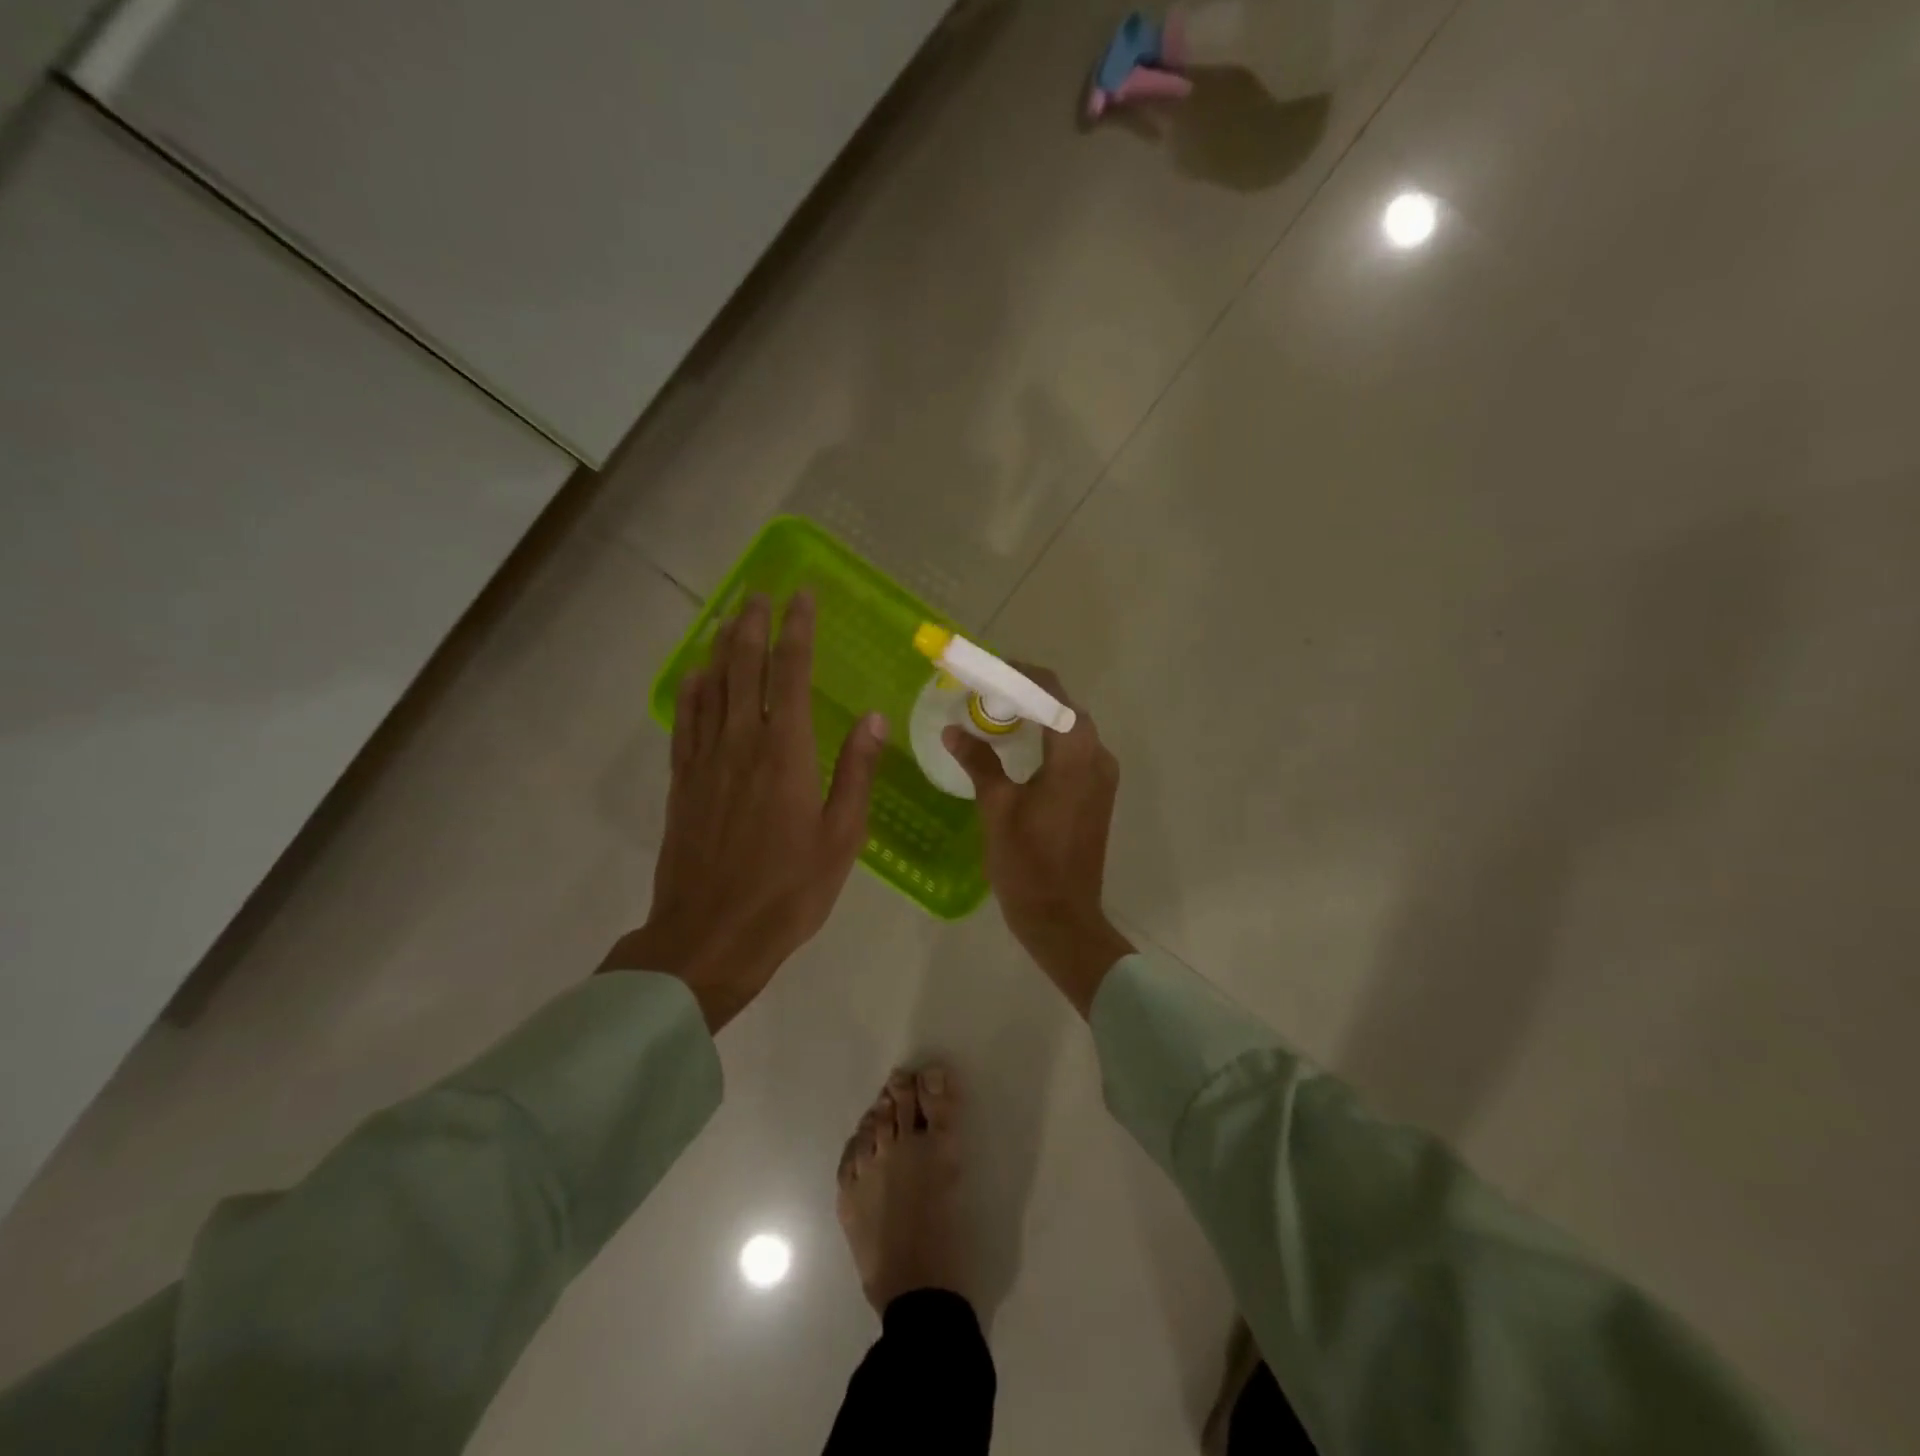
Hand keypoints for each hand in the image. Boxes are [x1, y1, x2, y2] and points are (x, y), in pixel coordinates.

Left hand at [602, 592, 886, 1031]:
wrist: (709, 936)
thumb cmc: (788, 891)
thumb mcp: (841, 838)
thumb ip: (856, 773)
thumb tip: (872, 717)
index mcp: (786, 752)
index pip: (791, 673)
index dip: (797, 630)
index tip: (802, 597)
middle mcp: (742, 743)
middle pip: (744, 667)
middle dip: (754, 624)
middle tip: (760, 593)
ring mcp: (705, 761)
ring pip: (712, 687)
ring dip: (722, 647)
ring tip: (729, 617)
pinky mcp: (682, 782)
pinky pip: (686, 722)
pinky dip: (692, 690)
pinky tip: (696, 675)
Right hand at [942, 666, 1134, 1016]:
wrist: (1062, 917)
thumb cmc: (1027, 863)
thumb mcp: (997, 808)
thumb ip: (978, 761)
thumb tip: (954, 731)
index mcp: (1074, 755)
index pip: (1051, 694)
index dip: (1020, 676)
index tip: (988, 670)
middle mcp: (1097, 757)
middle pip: (1064, 708)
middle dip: (1027, 694)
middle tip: (986, 693)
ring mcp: (1102, 777)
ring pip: (1070, 729)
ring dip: (1038, 716)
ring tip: (996, 715)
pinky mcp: (1098, 794)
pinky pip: (1075, 752)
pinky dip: (1048, 740)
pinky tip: (1019, 747)